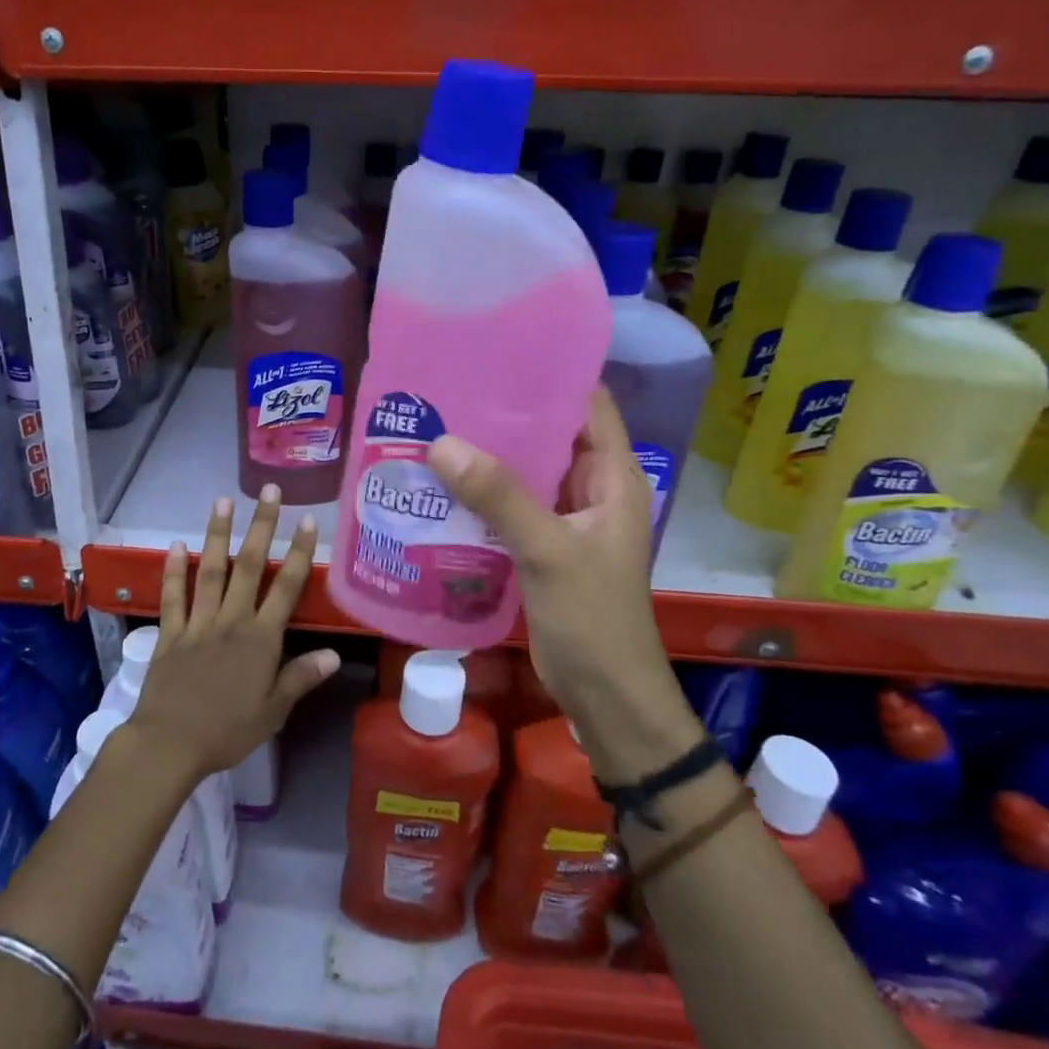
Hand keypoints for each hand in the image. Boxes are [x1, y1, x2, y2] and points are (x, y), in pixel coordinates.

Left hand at [126, 487, 341, 784]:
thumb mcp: (273, 711)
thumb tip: (334, 653)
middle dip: (262, 526)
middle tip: (269, 491)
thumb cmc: (228, 730)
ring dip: (218, 535)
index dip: (300, 552)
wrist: (170, 743)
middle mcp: (231, 620)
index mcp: (261, 638)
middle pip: (250, 566)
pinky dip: (174, 570)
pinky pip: (173, 596)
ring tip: (223, 501)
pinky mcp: (170, 633)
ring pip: (211, 571)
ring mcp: (198, 623)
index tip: (308, 521)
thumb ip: (301, 677)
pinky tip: (176, 545)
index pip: (286, 587)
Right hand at [424, 387, 702, 781]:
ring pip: (524, 470)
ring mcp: (564, 518)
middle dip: (505, 412)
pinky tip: (440, 482)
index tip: (499, 352)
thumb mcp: (548, 551)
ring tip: (435, 425)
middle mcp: (590, 488)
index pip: (587, 404)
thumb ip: (500, 496)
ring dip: (488, 454)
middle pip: (549, 433)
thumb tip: (441, 443)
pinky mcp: (541, 544)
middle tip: (448, 388)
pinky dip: (481, 492)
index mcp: (613, 476)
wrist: (604, 696)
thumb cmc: (593, 619)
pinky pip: (509, 504)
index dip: (551, 375)